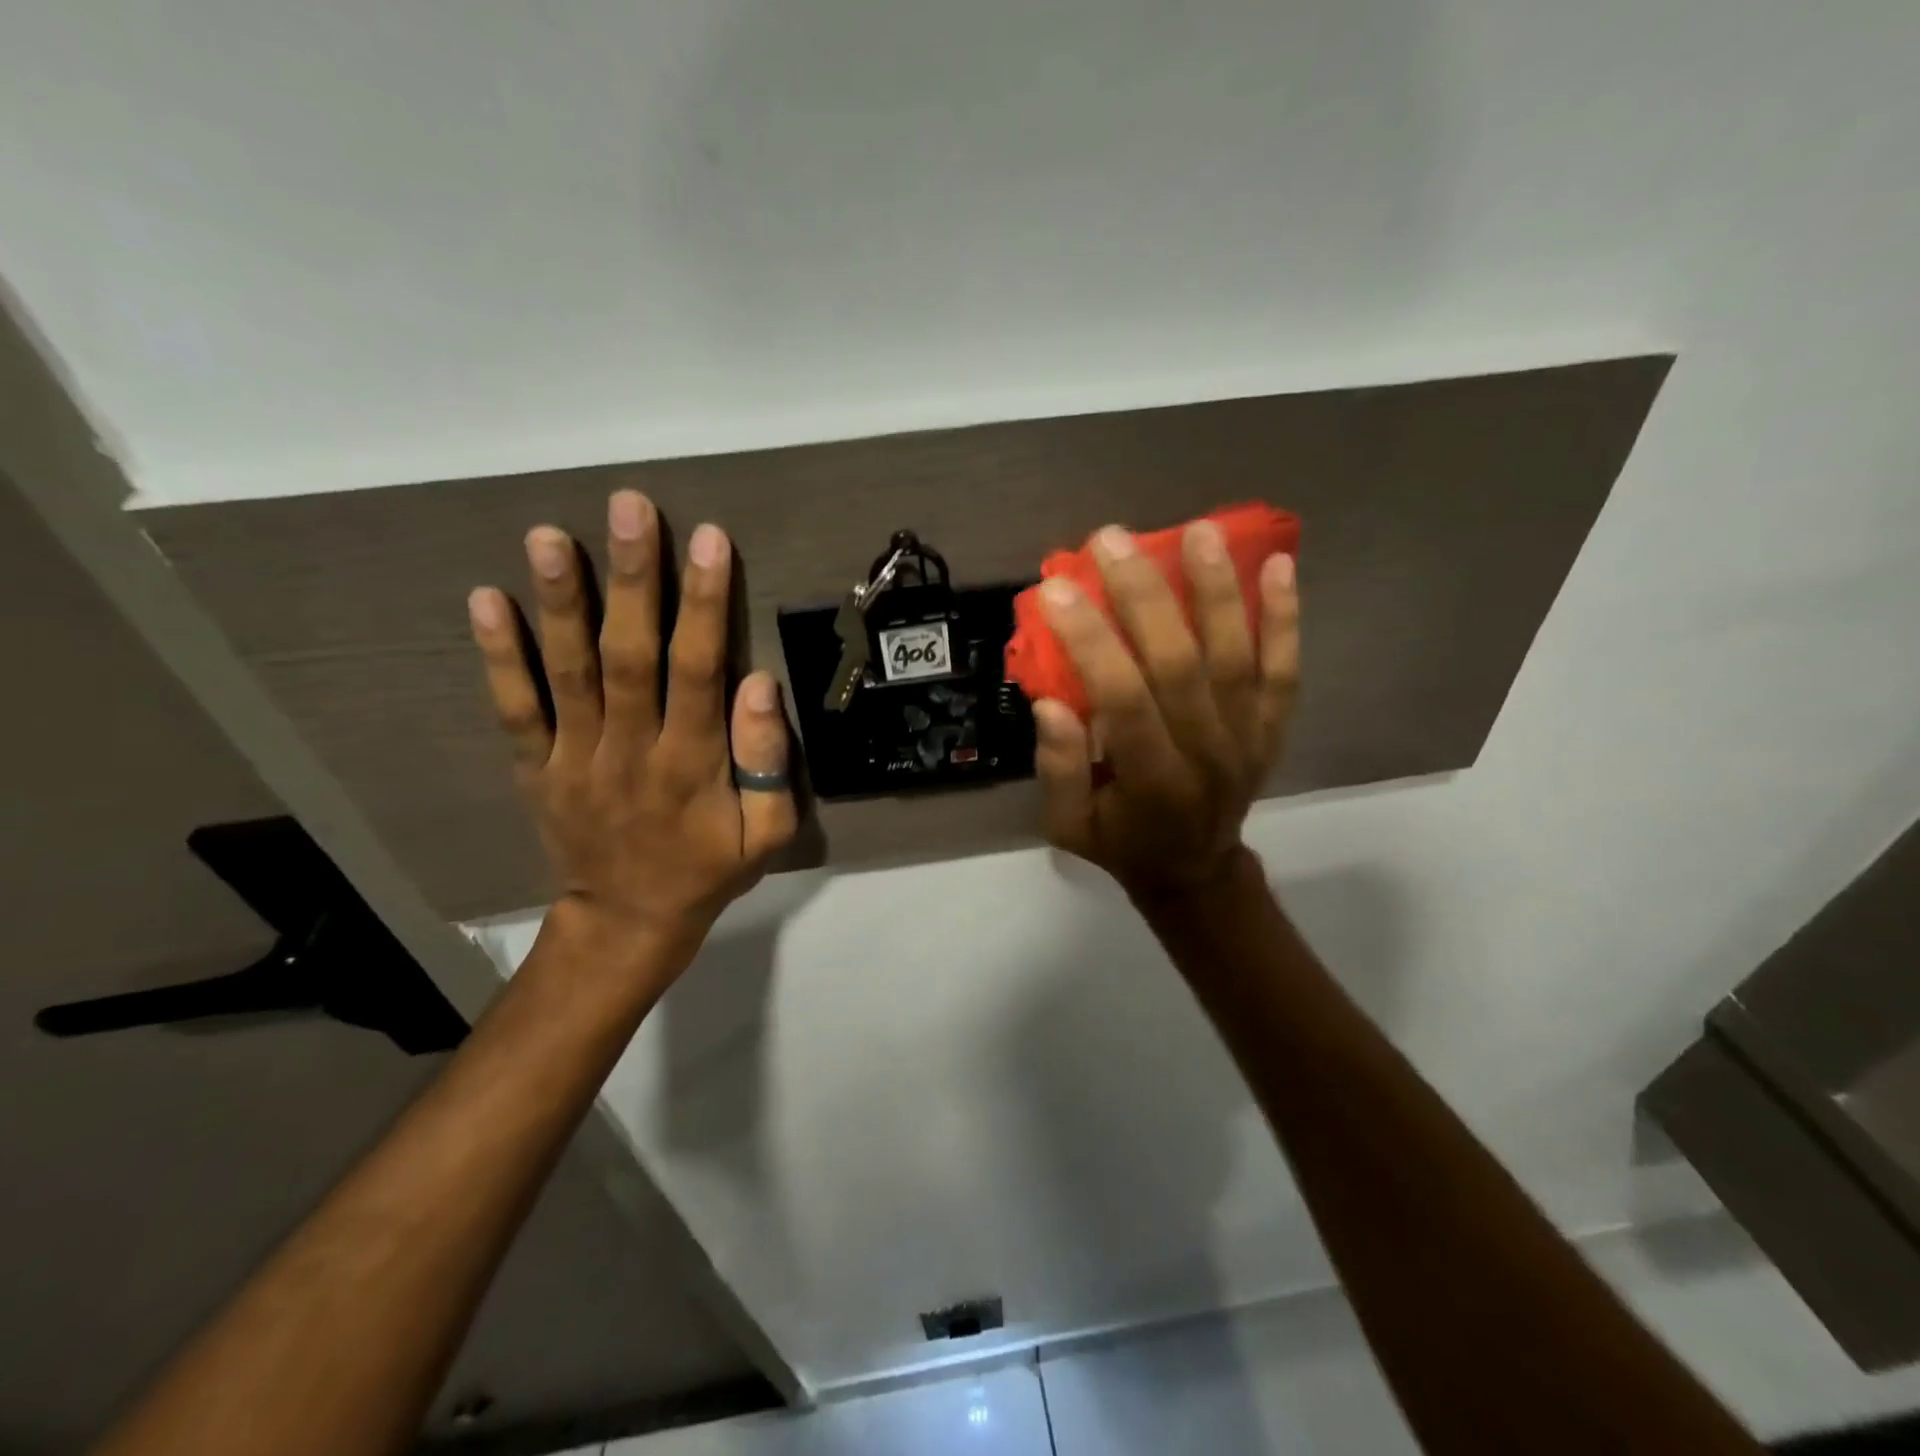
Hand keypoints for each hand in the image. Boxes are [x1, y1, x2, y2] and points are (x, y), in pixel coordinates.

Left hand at [467, 491, 797, 962]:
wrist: (628, 921)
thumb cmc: (708, 871)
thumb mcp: (765, 835)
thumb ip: (768, 764)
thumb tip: (758, 685)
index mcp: (690, 765)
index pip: (697, 672)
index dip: (703, 605)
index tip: (709, 541)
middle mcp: (628, 749)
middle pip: (628, 655)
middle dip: (631, 579)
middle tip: (629, 507)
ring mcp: (575, 757)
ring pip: (567, 671)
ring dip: (559, 601)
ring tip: (549, 535)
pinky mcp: (537, 767)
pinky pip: (515, 709)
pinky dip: (499, 657)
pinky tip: (486, 600)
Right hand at [1031, 521, 1298, 904]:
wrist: (1197, 871)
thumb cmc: (1122, 844)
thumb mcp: (1068, 826)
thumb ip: (1058, 769)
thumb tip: (1051, 703)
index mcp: (1153, 780)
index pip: (1123, 698)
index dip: (1091, 641)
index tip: (1058, 589)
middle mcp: (1208, 753)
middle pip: (1180, 662)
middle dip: (1144, 595)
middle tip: (1111, 539)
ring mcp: (1249, 737)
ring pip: (1236, 654)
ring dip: (1218, 589)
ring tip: (1197, 531)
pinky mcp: (1273, 727)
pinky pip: (1285, 669)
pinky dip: (1285, 618)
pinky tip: (1280, 565)